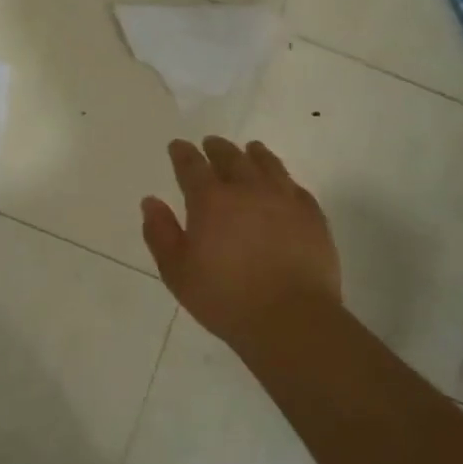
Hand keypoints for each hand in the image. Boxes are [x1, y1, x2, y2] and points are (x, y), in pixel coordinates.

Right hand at [142, 137, 342, 354]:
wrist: (291, 319)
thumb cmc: (225, 298)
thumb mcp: (177, 272)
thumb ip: (160, 233)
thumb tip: (150, 201)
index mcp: (210, 200)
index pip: (192, 166)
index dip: (182, 153)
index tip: (178, 146)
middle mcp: (247, 189)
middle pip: (230, 157)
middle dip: (217, 148)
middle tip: (211, 144)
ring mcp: (284, 199)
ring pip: (267, 164)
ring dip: (254, 154)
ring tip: (250, 149)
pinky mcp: (312, 216)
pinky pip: (295, 186)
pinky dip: (283, 179)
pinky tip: (282, 183)